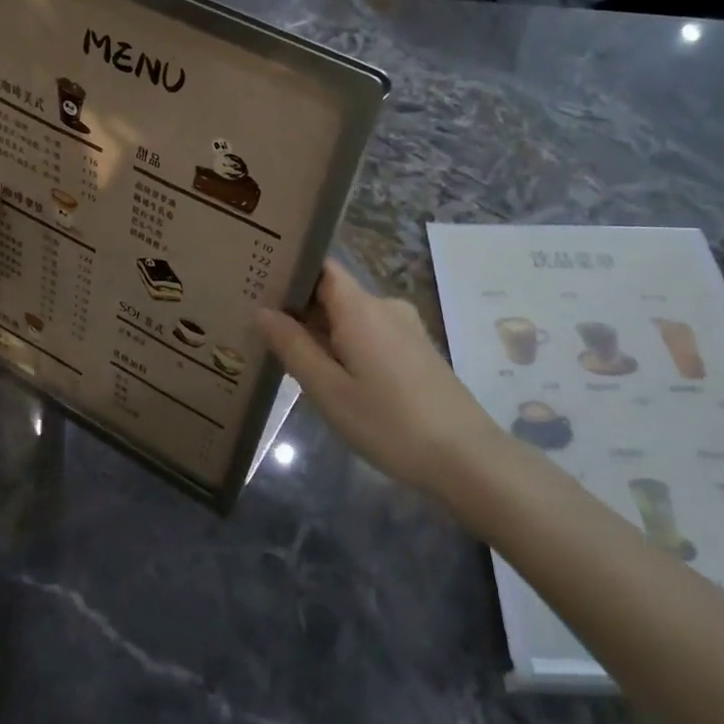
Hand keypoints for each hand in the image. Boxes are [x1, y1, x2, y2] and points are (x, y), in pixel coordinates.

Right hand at [258, 261, 508, 496]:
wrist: (466, 457)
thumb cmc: (389, 423)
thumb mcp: (329, 390)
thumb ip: (293, 346)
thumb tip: (262, 309)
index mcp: (360, 307)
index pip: (320, 266)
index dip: (289, 270)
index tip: (256, 283)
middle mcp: (384, 306)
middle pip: (333, 292)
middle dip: (298, 308)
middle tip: (258, 326)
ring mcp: (405, 328)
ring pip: (351, 317)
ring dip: (322, 332)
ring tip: (286, 354)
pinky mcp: (416, 350)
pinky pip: (370, 334)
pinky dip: (346, 345)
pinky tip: (331, 375)